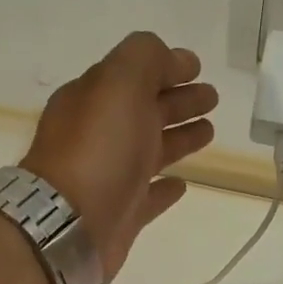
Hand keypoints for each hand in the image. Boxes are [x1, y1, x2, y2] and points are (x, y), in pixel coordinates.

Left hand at [21, 32, 216, 278]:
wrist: (70, 224)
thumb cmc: (98, 150)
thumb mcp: (120, 84)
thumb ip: (144, 59)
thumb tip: (170, 58)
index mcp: (95, 100)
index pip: (134, 75)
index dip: (166, 67)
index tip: (197, 68)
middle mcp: (100, 135)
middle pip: (145, 110)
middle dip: (179, 100)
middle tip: (212, 98)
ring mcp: (110, 176)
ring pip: (151, 150)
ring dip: (179, 138)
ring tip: (209, 132)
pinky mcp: (122, 214)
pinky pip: (148, 195)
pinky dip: (165, 188)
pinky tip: (182, 184)